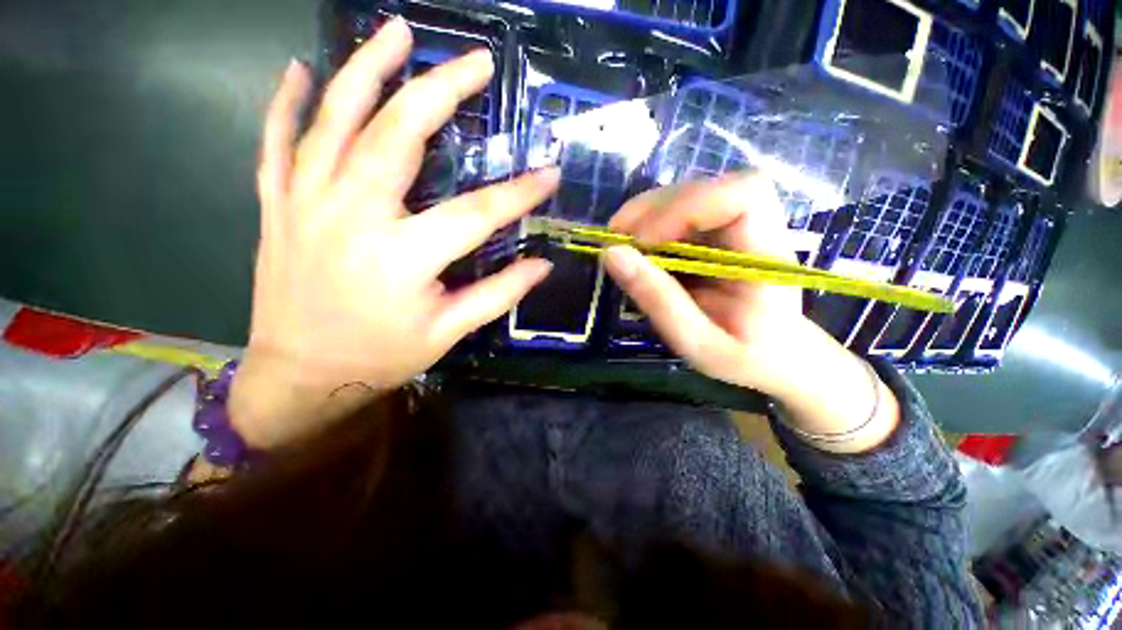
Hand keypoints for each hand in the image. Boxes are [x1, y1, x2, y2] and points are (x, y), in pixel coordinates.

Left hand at [231, 18, 558, 447]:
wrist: (301, 375)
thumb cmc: (381, 356)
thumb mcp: (448, 332)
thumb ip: (498, 294)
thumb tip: (542, 266)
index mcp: (404, 257)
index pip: (477, 213)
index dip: (519, 192)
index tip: (550, 173)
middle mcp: (354, 217)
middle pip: (400, 136)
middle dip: (442, 91)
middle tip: (476, 61)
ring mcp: (307, 204)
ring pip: (335, 120)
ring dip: (367, 70)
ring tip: (398, 33)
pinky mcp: (278, 206)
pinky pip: (277, 142)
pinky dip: (286, 102)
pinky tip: (300, 70)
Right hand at [604, 174, 805, 393]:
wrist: (779, 358)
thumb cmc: (745, 358)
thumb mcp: (698, 343)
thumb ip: (659, 301)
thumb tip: (612, 253)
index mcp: (766, 258)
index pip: (744, 195)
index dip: (687, 206)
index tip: (644, 242)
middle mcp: (756, 231)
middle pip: (707, 189)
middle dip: (653, 210)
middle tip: (616, 241)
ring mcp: (736, 230)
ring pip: (688, 196)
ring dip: (646, 216)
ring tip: (620, 245)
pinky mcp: (717, 236)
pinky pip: (680, 214)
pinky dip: (649, 227)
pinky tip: (636, 250)